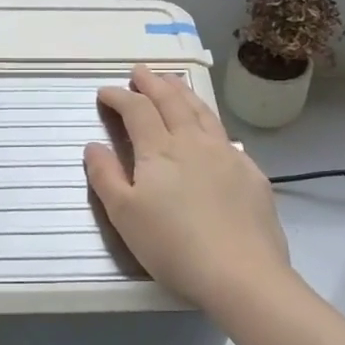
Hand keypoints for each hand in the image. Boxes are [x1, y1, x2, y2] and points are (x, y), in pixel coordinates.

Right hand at [85, 65, 291, 313]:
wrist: (241, 273)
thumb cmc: (173, 247)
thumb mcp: (125, 216)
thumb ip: (106, 176)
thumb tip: (93, 145)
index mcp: (160, 151)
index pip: (137, 110)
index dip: (119, 97)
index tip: (105, 91)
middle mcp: (194, 142)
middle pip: (172, 101)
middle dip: (153, 83)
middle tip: (141, 71)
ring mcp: (227, 154)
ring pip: (202, 112)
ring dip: (183, 93)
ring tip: (173, 83)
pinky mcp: (251, 172)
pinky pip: (225, 135)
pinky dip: (209, 121)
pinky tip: (210, 129)